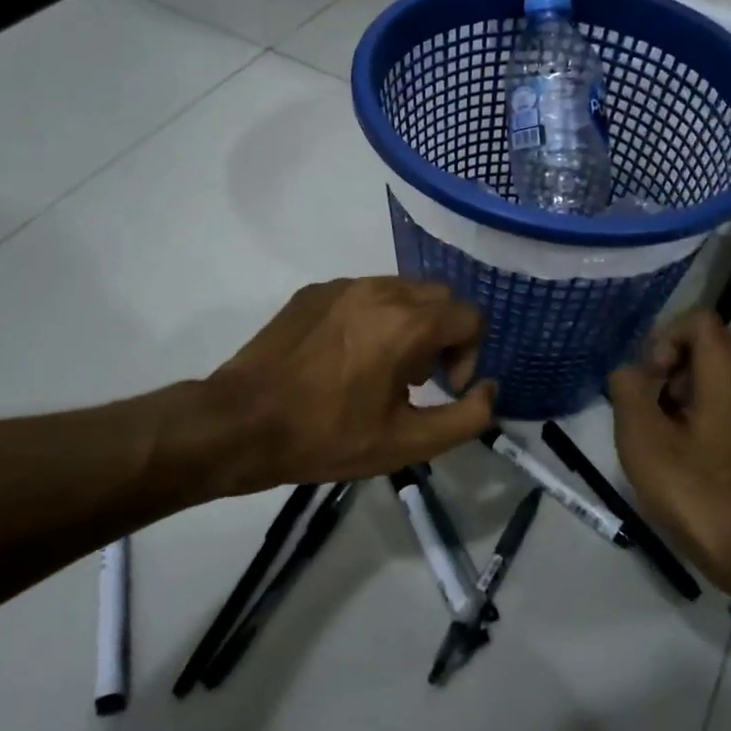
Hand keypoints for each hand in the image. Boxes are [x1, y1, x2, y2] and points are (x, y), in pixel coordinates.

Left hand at [206, 277, 496, 487]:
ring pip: (401, 291)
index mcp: (408, 322)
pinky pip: (363, 294)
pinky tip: (345, 359)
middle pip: (439, 298)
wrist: (241, 423)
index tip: (444, 388)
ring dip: (409, 324)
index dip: (469, 355)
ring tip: (381, 369)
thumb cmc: (327, 436)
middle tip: (417, 379)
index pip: (471, 316)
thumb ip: (466, 418)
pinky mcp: (314, 291)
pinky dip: (373, 318)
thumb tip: (490, 390)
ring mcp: (343, 286)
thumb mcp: (407, 444)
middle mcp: (380, 289)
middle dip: (443, 335)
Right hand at [608, 309, 730, 613]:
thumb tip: (630, 372)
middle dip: (674, 363)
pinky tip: (686, 452)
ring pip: (722, 374)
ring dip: (687, 389)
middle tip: (654, 401)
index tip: (651, 380)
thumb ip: (628, 390)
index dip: (665, 339)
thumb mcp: (642, 438)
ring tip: (665, 430)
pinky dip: (705, 410)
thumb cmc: (696, 490)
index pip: (699, 320)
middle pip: (712, 343)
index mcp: (728, 372)